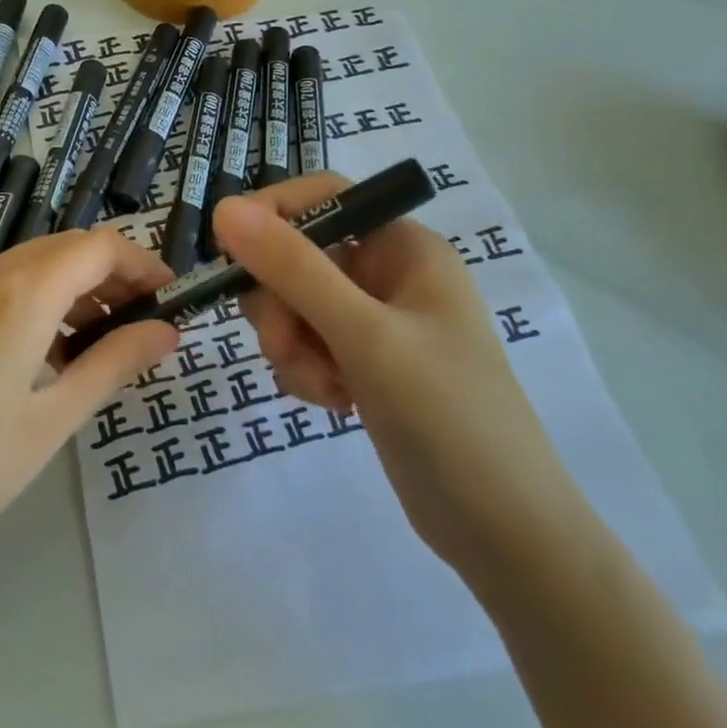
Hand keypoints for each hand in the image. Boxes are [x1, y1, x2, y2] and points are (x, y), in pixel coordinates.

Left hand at [0, 230, 178, 608]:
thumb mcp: (48, 423)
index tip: (172, 298)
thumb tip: (165, 332)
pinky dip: (33, 306)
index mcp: (19, 293)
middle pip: (63, 251)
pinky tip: (40, 359)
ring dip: (71, 292)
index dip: (142, 263)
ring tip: (98, 347)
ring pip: (27, 270)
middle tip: (143, 325)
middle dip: (111, 277)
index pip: (99, 247)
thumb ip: (111, 366)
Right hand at [214, 175, 582, 572]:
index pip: (322, 196)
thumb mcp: (365, 336)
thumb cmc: (447, 417)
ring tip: (324, 388)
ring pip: (293, 304)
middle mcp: (387, 273)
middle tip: (286, 346)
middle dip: (279, 303)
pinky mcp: (362, 362)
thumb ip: (293, 269)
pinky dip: (305, 370)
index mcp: (404, 247)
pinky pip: (305, 344)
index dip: (270, 214)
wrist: (502, 531)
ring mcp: (374, 321)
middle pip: (297, 255)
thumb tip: (224, 208)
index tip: (228, 254)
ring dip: (291, 344)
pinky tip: (334, 403)